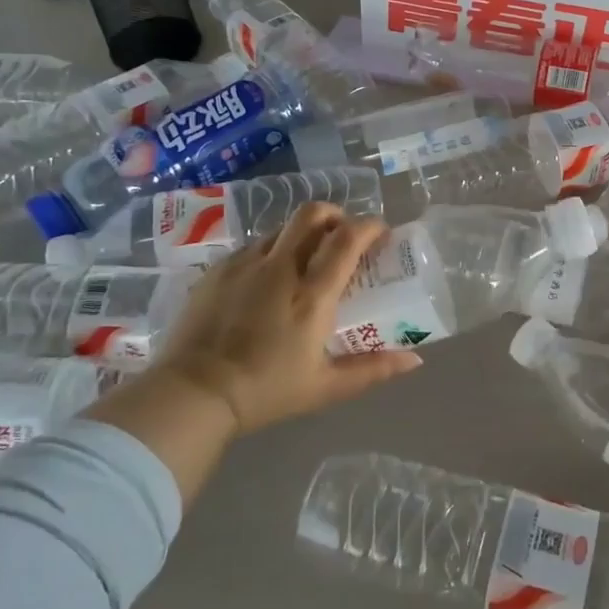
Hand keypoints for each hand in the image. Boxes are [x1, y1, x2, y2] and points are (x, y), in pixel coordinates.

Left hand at [158, 203, 423, 434]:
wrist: (192, 394)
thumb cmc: (266, 392)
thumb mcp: (326, 388)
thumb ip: (372, 370)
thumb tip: (415, 361)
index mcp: (312, 294)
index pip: (347, 239)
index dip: (370, 226)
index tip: (381, 232)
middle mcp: (280, 268)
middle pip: (312, 214)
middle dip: (335, 214)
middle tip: (344, 233)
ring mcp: (244, 265)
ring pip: (282, 228)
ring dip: (302, 234)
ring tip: (306, 258)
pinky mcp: (217, 270)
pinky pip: (252, 247)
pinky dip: (271, 251)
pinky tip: (267, 278)